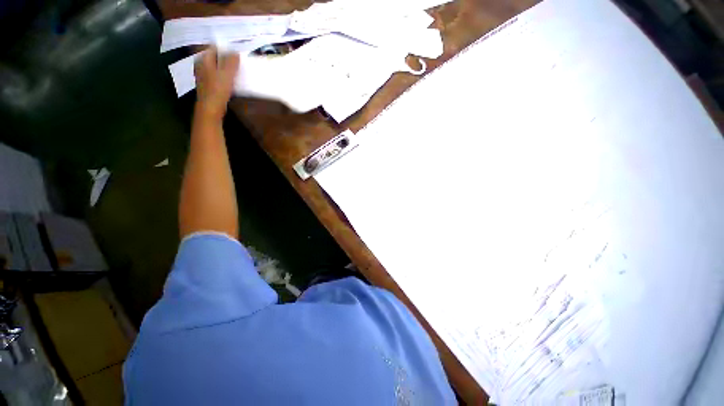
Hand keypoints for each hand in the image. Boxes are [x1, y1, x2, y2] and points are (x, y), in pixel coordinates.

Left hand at [194, 47, 239, 119]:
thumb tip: (236, 52)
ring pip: (216, 66)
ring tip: (236, 70)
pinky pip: (216, 75)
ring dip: (225, 67)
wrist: (210, 108)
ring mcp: (203, 75)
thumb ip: (231, 62)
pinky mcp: (208, 85)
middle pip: (214, 57)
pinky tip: (230, 80)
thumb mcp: (227, 74)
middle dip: (225, 57)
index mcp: (204, 59)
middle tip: (238, 61)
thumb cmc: (218, 90)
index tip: (236, 52)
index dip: (225, 48)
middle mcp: (201, 65)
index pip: (214, 47)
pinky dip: (223, 75)